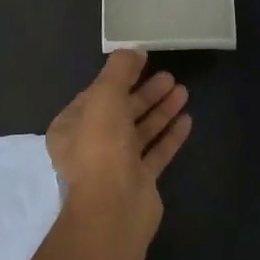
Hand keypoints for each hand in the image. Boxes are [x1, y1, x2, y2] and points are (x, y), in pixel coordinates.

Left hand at [46, 50, 191, 224]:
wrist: (114, 208)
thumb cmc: (102, 147)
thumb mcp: (105, 96)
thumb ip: (118, 70)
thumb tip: (132, 51)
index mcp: (72, 127)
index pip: (96, 94)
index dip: (120, 76)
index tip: (143, 61)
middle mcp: (91, 145)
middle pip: (121, 111)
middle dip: (145, 93)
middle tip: (170, 76)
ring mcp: (116, 165)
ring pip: (140, 131)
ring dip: (160, 110)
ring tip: (183, 91)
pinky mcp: (139, 181)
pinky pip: (156, 152)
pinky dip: (170, 135)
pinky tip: (187, 120)